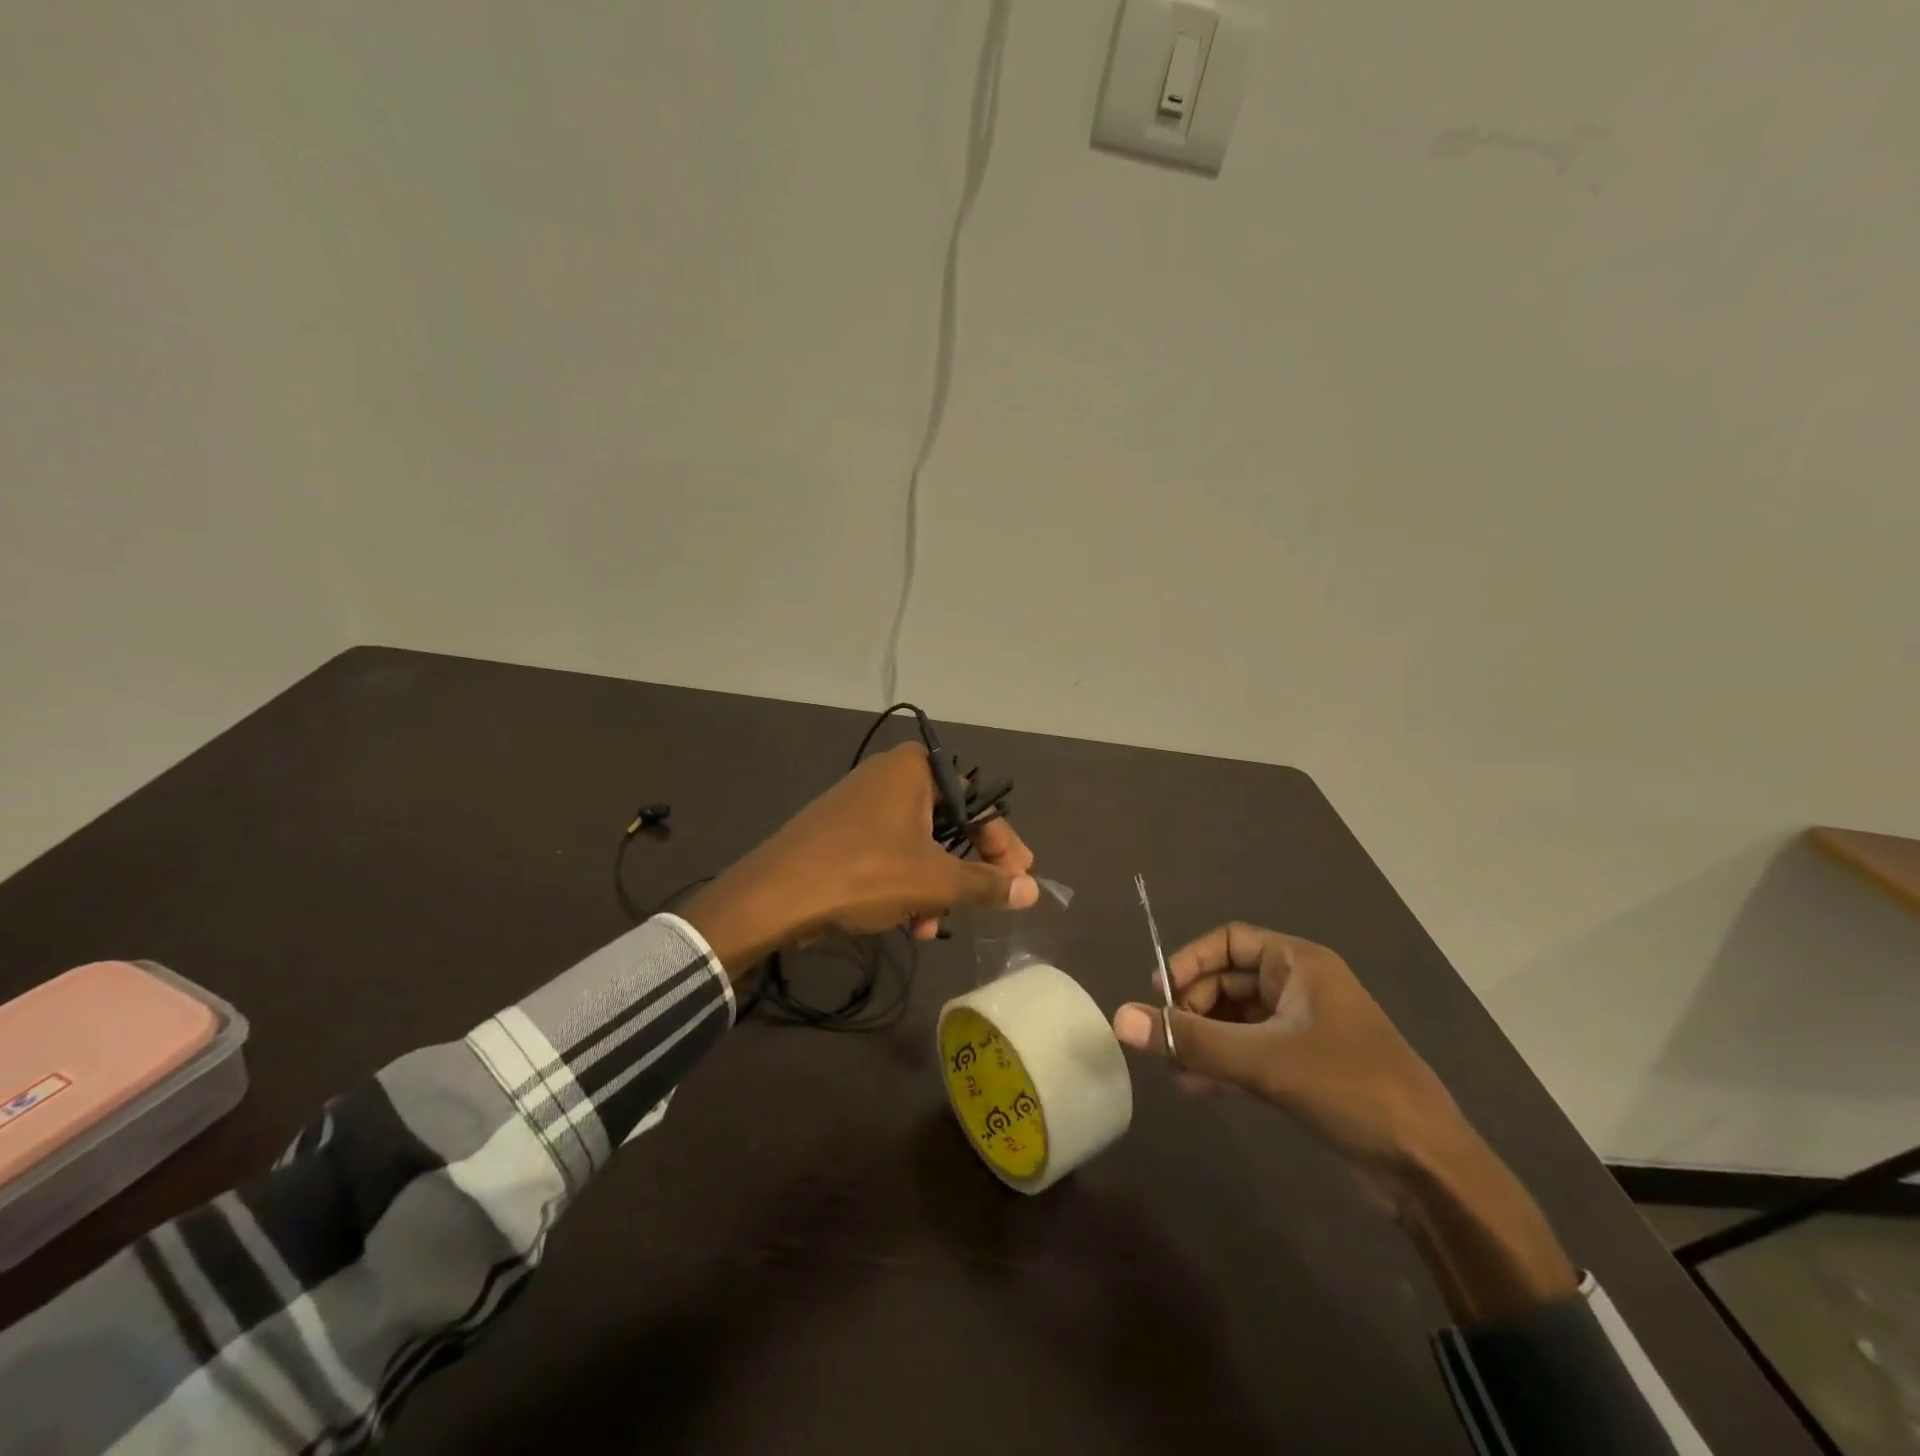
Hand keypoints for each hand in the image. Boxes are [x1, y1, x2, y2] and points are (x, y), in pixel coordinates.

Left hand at [684, 742, 1037, 975]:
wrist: (773, 895)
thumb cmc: (865, 874)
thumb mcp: (934, 882)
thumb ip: (987, 884)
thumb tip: (1033, 890)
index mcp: (916, 769)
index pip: (978, 804)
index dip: (1003, 845)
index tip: (1020, 878)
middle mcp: (890, 775)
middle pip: (948, 825)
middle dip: (964, 872)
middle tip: (983, 904)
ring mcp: (861, 801)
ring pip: (918, 845)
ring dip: (934, 888)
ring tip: (932, 928)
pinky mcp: (840, 829)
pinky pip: (889, 852)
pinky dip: (904, 884)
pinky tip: (906, 923)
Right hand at [1112, 923, 1460, 1182]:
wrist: (1428, 1168)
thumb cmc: (1348, 1088)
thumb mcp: (1262, 1060)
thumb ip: (1190, 1038)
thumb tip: (1121, 1018)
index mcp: (1299, 964)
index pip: (1229, 940)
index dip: (1190, 961)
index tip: (1159, 994)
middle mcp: (1300, 987)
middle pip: (1227, 981)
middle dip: (1193, 1010)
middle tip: (1167, 1042)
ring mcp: (1304, 1029)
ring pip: (1236, 1020)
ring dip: (1204, 1041)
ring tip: (1177, 1071)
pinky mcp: (1306, 1068)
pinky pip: (1251, 1051)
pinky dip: (1224, 1064)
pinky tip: (1198, 1089)